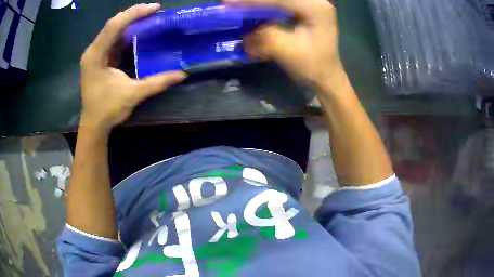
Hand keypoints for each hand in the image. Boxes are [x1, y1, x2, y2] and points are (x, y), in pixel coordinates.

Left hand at [79, 3, 186, 132]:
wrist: (94, 125)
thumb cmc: (108, 110)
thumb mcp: (133, 94)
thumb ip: (157, 82)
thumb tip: (182, 74)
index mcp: (96, 55)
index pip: (114, 25)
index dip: (134, 13)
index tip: (155, 8)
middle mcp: (93, 51)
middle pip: (113, 24)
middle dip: (134, 15)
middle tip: (154, 11)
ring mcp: (95, 55)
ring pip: (113, 31)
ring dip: (130, 23)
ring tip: (149, 18)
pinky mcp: (98, 59)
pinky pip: (113, 41)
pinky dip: (126, 35)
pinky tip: (138, 33)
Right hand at [226, 0, 341, 84]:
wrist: (326, 76)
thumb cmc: (312, 66)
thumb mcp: (288, 52)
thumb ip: (265, 36)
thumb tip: (245, 31)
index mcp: (316, 8)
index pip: (279, 0)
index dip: (251, 1)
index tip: (226, 3)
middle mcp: (315, 1)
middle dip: (253, 1)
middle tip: (229, 4)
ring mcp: (309, 4)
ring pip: (278, 1)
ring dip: (257, 4)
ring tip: (237, 7)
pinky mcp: (303, 9)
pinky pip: (279, 4)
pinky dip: (264, 7)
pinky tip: (252, 10)